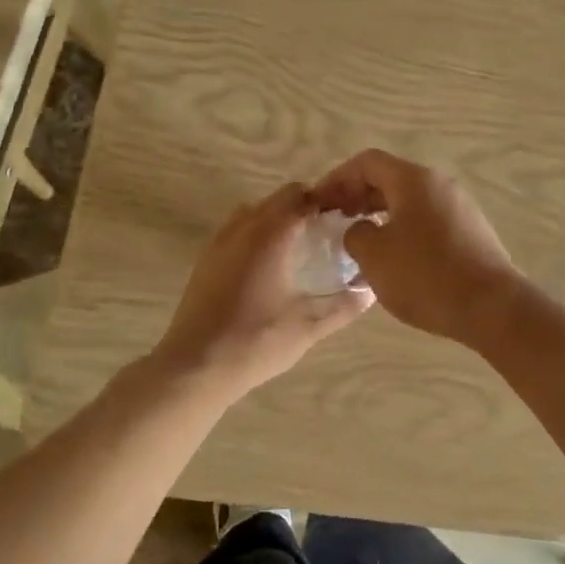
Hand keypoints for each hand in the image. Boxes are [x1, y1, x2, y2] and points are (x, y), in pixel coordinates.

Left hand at [150, 182, 372, 400]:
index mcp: (270, 235)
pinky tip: (265, 267)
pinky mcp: (204, 261)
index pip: (300, 197)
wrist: (194, 366)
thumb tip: (370, 290)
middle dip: (302, 207)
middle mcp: (242, 228)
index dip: (324, 201)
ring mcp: (218, 243)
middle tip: (325, 232)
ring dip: (275, 218)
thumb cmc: (256, 341)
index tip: (343, 217)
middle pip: (276, 200)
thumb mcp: (309, 327)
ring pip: (252, 212)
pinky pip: (234, 231)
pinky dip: (253, 234)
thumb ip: (344, 306)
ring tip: (296, 246)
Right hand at [311, 150, 522, 348]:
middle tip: (333, 219)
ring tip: (358, 239)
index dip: (337, 179)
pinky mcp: (470, 232)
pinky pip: (426, 219)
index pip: (367, 162)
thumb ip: (355, 234)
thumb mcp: (374, 256)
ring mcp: (458, 207)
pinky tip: (392, 258)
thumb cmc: (426, 276)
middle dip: (357, 195)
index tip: (318, 202)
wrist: (492, 307)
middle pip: (389, 178)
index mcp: (413, 180)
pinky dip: (401, 228)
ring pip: (408, 200)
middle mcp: (438, 184)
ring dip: (378, 213)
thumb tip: (360, 230)